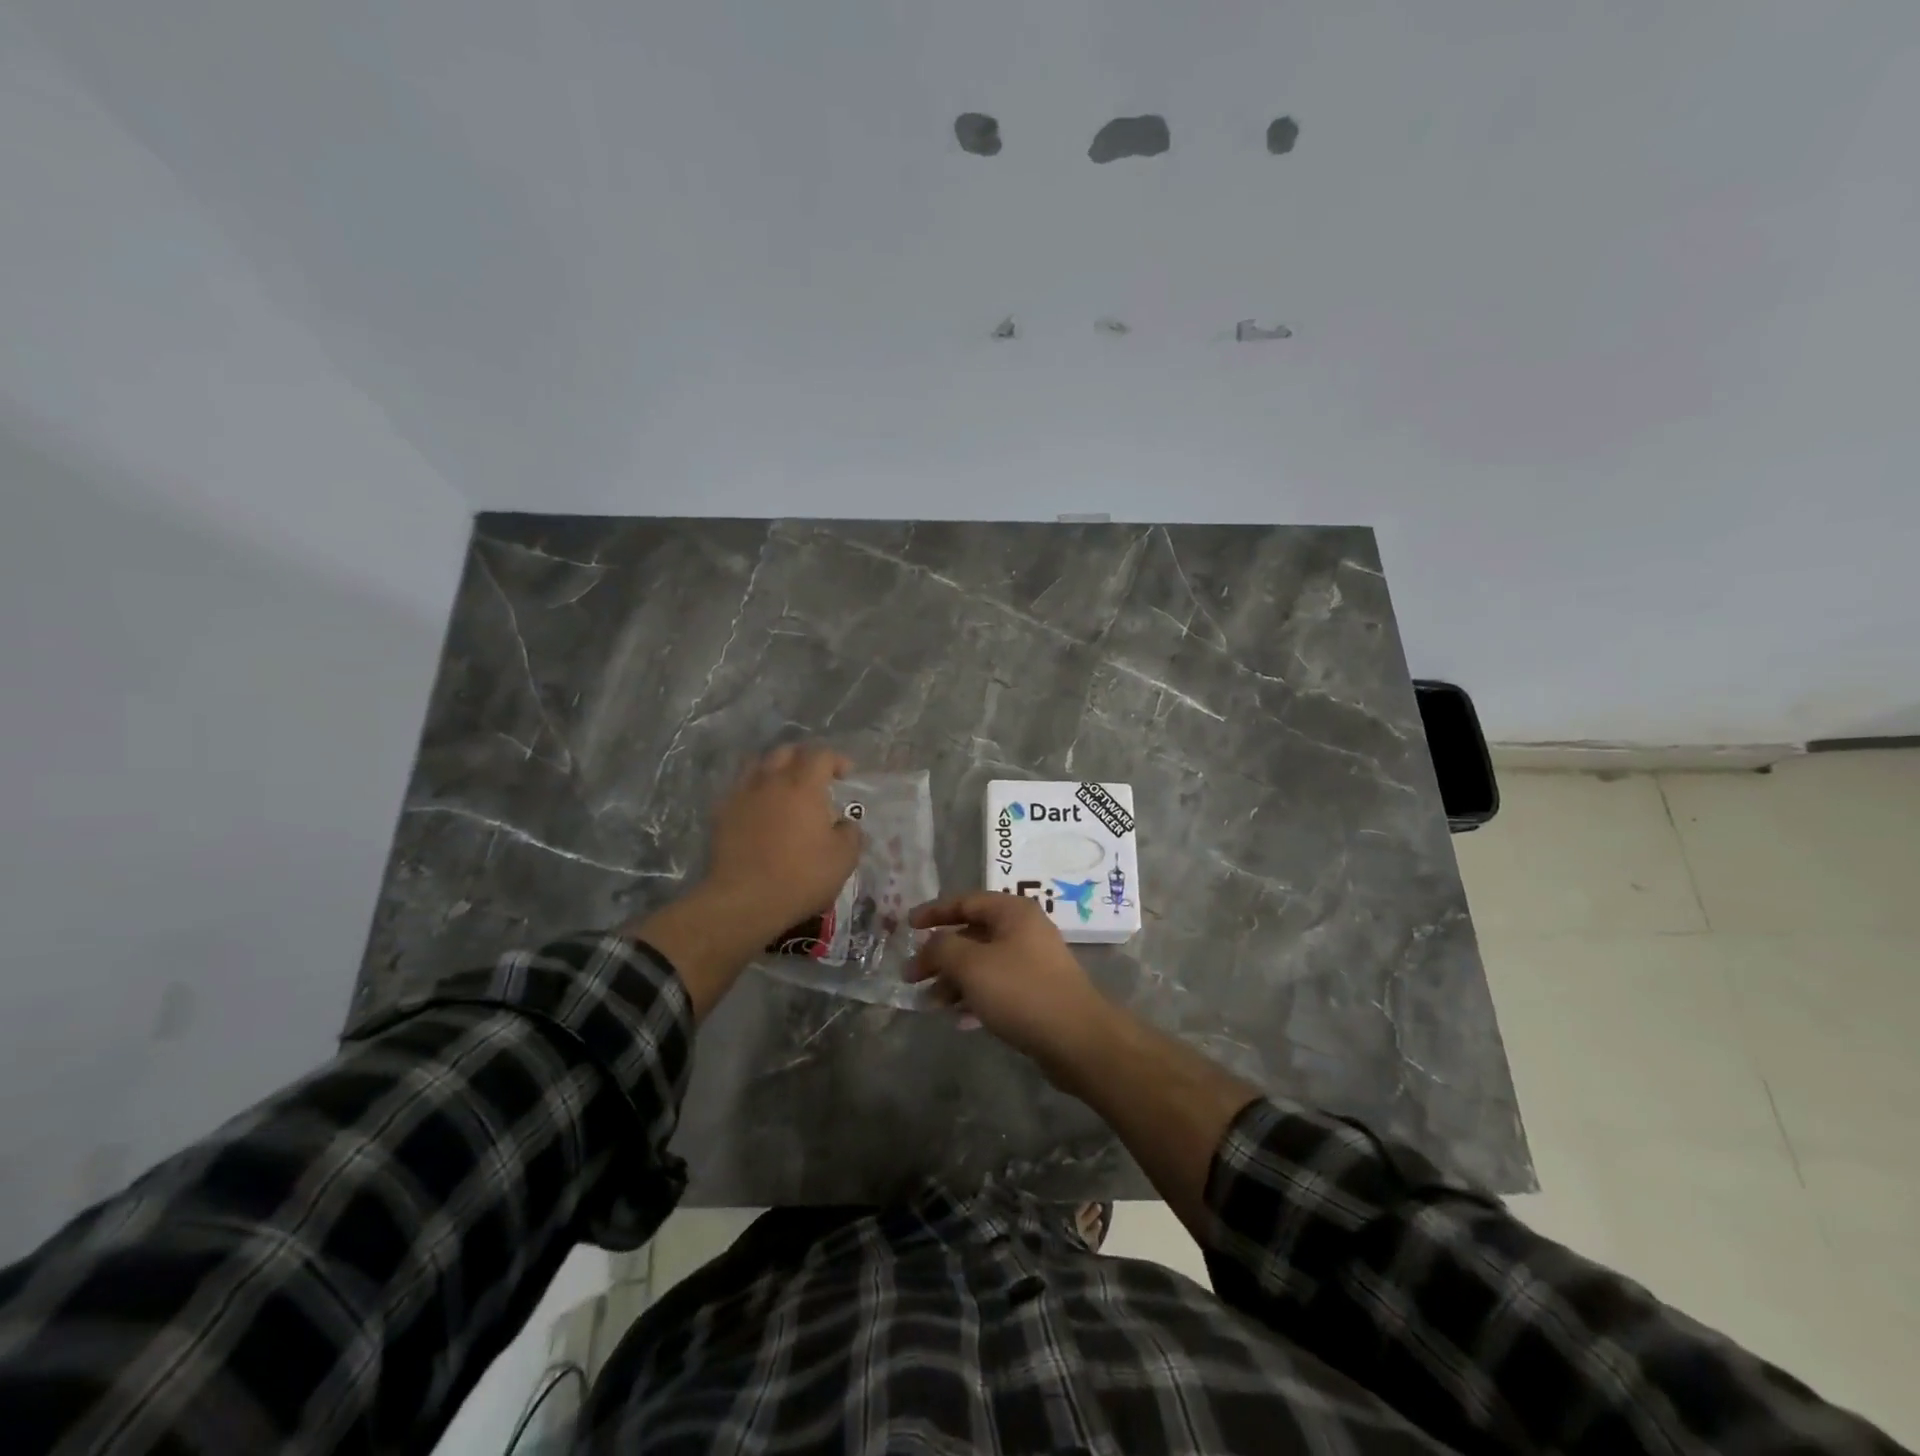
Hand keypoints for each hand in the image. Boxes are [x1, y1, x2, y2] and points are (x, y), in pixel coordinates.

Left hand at [702, 743, 863, 945]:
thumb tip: (844, 823)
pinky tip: (759, 808)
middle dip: (804, 758)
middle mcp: (771, 781)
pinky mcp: (722, 813)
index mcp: (804, 786)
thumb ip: (850, 832)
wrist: (744, 900)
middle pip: (786, 751)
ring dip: (775, 768)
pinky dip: (753, 790)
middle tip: (815, 776)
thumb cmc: (800, 877)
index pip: (821, 754)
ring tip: (784, 787)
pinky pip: (739, 788)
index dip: (836, 760)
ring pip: (758, 764)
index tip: (845, 775)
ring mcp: (742, 795)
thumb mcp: (843, 858)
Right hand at [907, 893, 1114, 1081]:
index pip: (965, 901)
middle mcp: (1024, 931)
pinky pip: (997, 988)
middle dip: (940, 955)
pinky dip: (975, 998)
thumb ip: (942, 948)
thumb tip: (929, 945)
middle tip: (912, 976)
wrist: (1077, 1039)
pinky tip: (959, 1020)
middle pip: (972, 934)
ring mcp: (1033, 963)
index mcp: (1013, 912)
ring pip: (983, 964)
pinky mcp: (1037, 993)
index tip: (907, 926)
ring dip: (954, 981)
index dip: (934, 911)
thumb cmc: (1021, 991)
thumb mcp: (971, 965)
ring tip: (931, 1004)